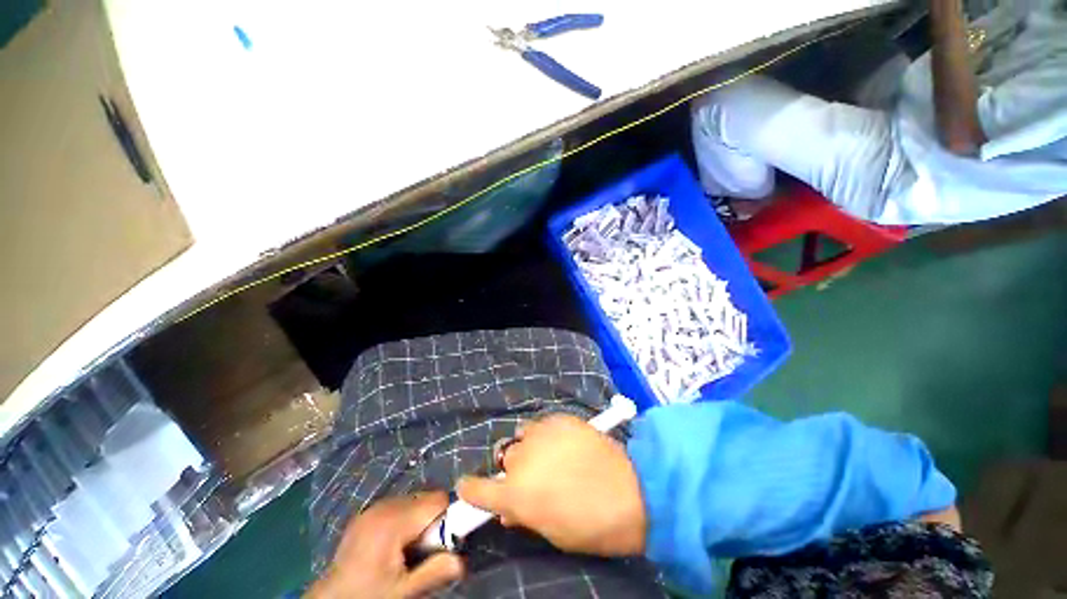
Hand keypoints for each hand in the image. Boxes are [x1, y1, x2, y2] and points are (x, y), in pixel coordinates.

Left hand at [307, 493, 463, 598]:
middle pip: (427, 498)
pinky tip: (395, 546)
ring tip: (408, 551)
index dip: (449, 518)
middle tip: (425, 552)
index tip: (445, 543)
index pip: (439, 500)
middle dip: (434, 521)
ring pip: (414, 501)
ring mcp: (374, 507)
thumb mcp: (404, 591)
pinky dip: (406, 521)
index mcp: (394, 520)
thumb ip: (436, 571)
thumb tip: (464, 560)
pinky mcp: (367, 513)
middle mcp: (385, 504)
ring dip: (420, 521)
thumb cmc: (368, 596)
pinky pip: (399, 506)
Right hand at [458, 414, 645, 555]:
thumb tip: (510, 508)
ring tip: (548, 453)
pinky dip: (545, 433)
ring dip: (528, 447)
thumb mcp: (552, 531)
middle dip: (513, 469)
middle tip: (533, 476)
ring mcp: (540, 434)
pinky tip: (563, 441)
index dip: (470, 489)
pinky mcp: (558, 418)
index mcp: (515, 495)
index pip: (476, 489)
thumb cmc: (591, 524)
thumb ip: (525, 514)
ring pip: (521, 436)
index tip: (468, 486)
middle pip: (504, 459)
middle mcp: (521, 460)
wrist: (631, 491)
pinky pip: (541, 424)